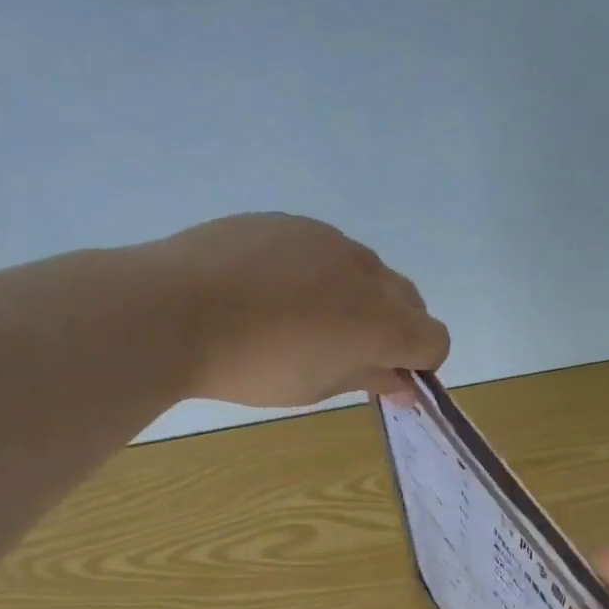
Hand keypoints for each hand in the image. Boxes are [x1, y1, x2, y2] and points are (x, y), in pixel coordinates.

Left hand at [147, 213, 449, 407]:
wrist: (173, 309)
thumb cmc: (251, 367)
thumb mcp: (316, 387)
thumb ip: (369, 378)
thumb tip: (405, 383)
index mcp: (381, 322)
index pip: (435, 339)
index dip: (421, 364)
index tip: (388, 377)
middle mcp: (368, 272)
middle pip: (411, 301)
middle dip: (396, 330)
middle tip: (350, 353)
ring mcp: (330, 239)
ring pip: (369, 272)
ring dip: (359, 299)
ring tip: (303, 319)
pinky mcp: (293, 222)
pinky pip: (327, 250)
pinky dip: (321, 273)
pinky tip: (274, 291)